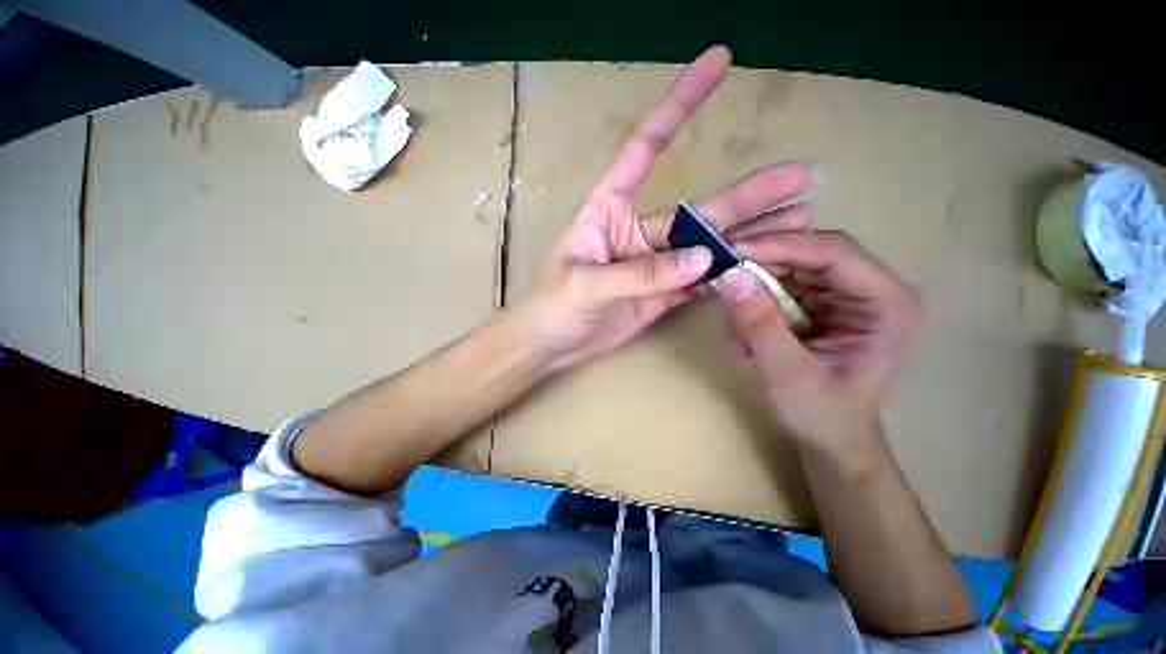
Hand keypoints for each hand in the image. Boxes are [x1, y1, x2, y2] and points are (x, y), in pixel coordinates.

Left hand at [518, 45, 813, 371]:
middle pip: (696, 209)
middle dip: (746, 193)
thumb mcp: (586, 284)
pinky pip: (698, 280)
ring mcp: (652, 265)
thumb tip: (702, 258)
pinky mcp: (659, 294)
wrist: (550, 344)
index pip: (644, 148)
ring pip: (705, 246)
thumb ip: (640, 274)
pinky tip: (759, 263)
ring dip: (748, 233)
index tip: (718, 62)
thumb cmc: (551, 306)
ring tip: (798, 217)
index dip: (678, 106)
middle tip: (799, 175)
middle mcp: (635, 232)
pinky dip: (726, 273)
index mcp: (607, 211)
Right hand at [719, 231, 920, 452]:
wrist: (828, 439)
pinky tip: (743, 340)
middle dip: (760, 266)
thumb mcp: (787, 373)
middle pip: (807, 254)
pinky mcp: (817, 305)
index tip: (732, 250)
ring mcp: (840, 296)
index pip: (833, 253)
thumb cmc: (821, 415)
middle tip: (718, 275)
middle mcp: (867, 290)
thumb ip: (760, 324)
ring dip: (752, 293)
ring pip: (786, 270)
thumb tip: (729, 275)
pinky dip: (752, 308)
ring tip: (735, 333)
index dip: (781, 245)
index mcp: (885, 303)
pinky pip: (776, 289)